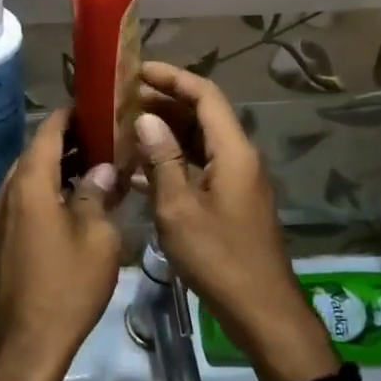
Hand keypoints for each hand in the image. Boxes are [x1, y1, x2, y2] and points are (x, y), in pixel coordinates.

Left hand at [0, 109, 121, 380]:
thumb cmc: (66, 287)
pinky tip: (68, 206)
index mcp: (28, 185)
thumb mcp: (97, 239)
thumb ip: (96, 195)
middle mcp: (5, 194)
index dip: (68, 115)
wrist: (23, 344)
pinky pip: (19, 203)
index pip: (47, 133)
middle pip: (33, 154)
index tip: (92, 106)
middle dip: (65, 143)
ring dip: (53, 170)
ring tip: (89, 169)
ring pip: (25, 180)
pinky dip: (42, 193)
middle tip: (100, 139)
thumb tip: (100, 169)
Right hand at [134, 62, 338, 380]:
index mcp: (233, 151)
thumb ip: (162, 160)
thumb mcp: (179, 209)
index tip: (136, 71)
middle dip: (163, 103)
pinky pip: (199, 167)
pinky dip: (171, 161)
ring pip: (198, 141)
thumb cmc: (219, 258)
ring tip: (123, 129)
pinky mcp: (229, 201)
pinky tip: (139, 169)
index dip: (172, 78)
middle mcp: (238, 157)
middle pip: (202, 115)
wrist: (259, 309)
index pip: (205, 95)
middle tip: (121, 100)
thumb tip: (145, 120)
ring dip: (165, 132)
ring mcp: (236, 180)